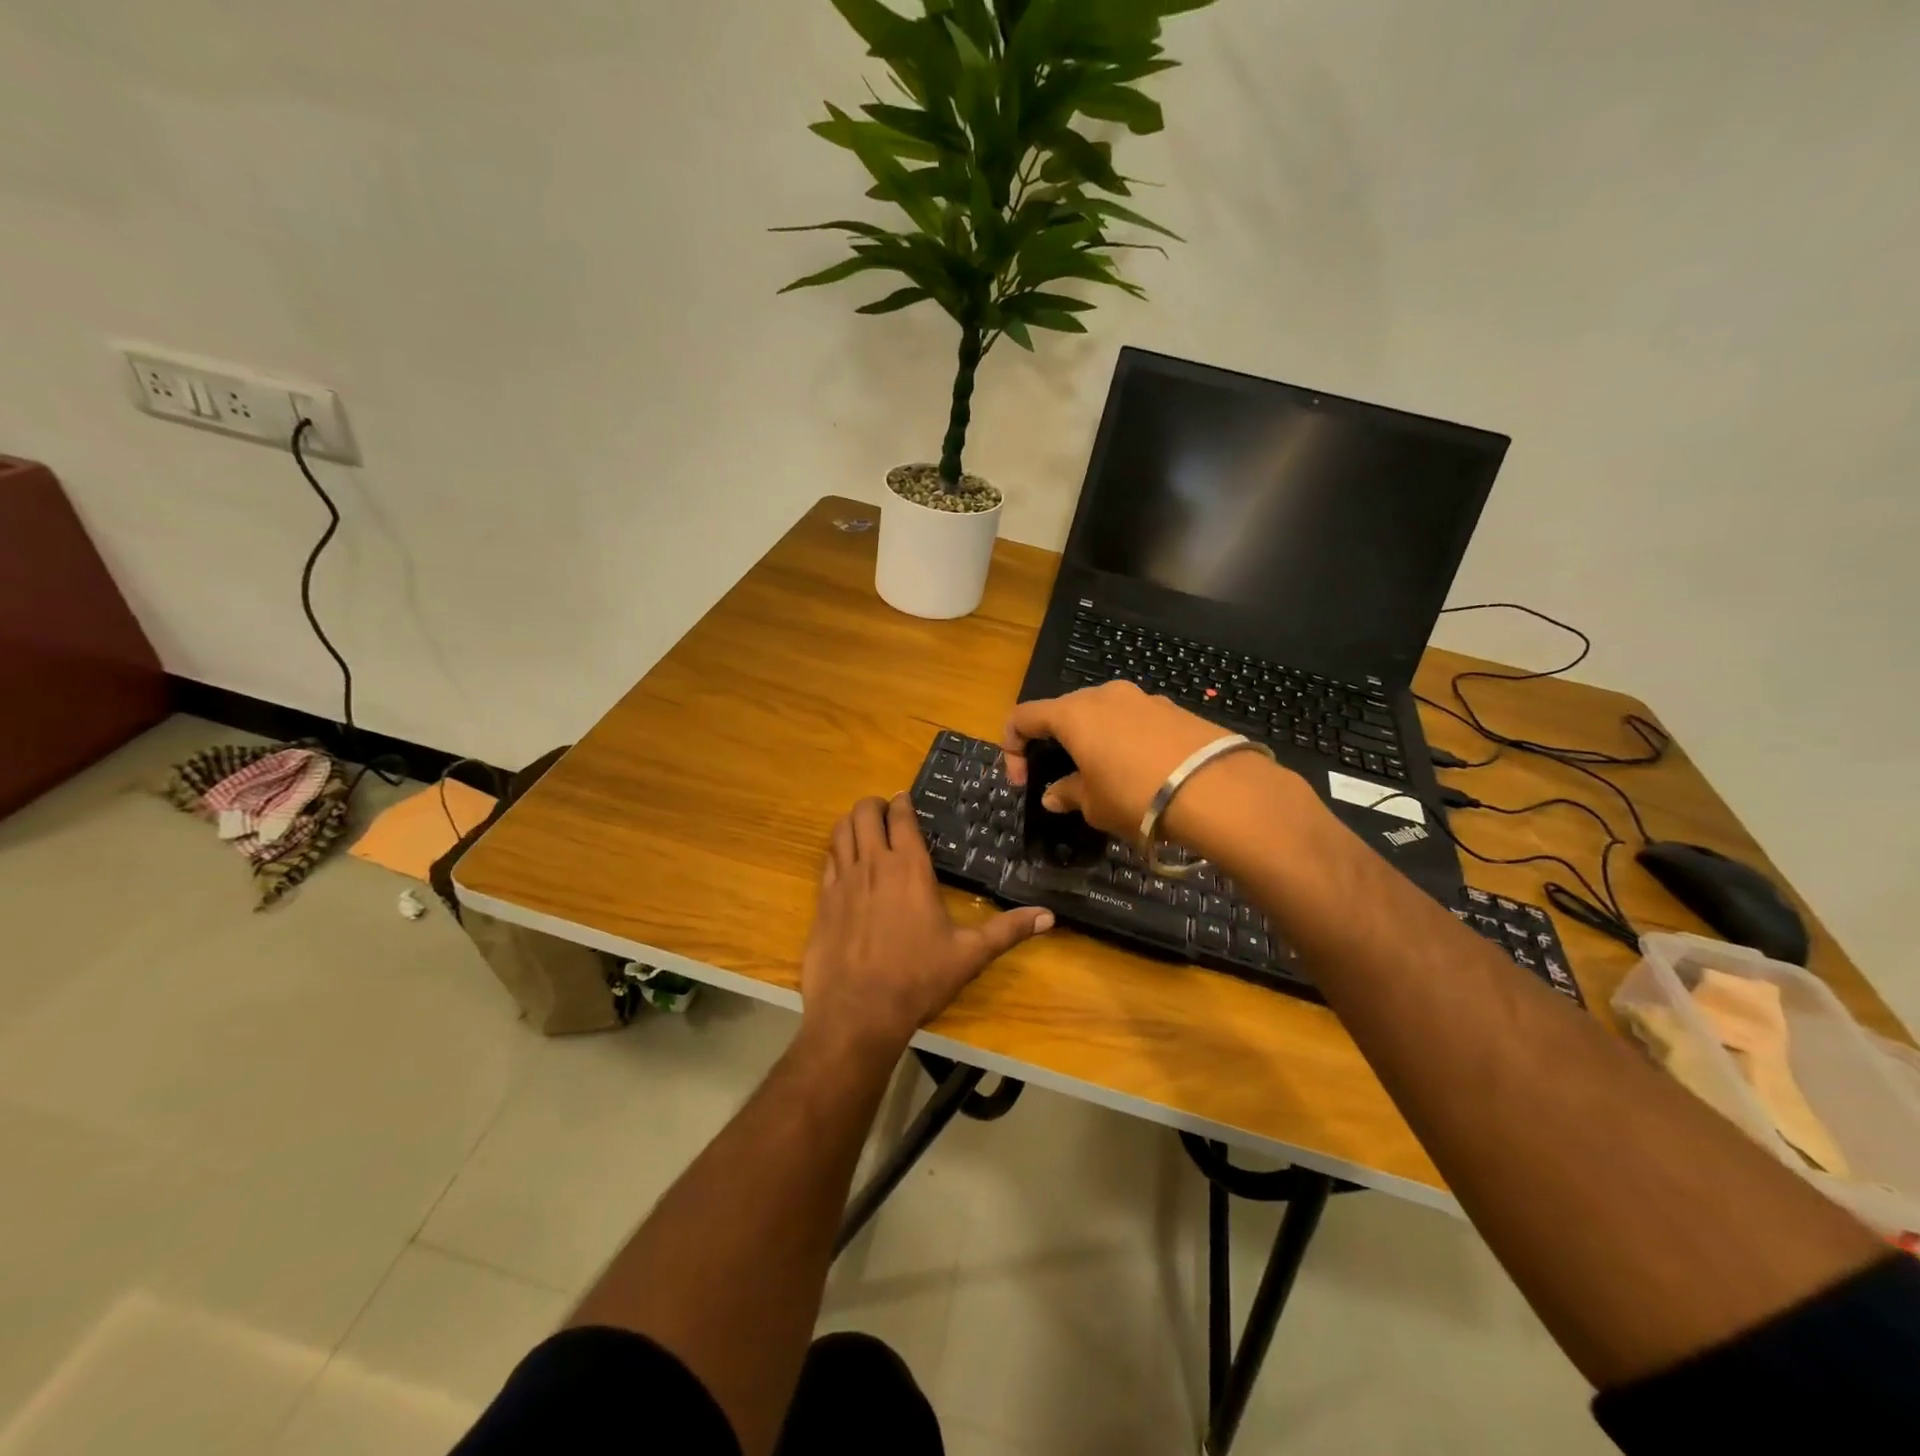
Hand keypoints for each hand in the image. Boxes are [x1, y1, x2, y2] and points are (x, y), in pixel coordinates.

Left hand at [801, 795, 1052, 1055]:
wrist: (858, 1012)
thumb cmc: (918, 978)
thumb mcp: (969, 954)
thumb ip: (1008, 930)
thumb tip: (1050, 916)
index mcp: (909, 867)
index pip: (901, 817)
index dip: (901, 803)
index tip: (905, 800)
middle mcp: (873, 864)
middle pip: (864, 813)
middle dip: (874, 806)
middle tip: (885, 813)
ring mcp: (842, 881)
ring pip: (840, 831)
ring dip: (852, 823)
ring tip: (862, 829)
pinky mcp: (822, 901)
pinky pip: (826, 861)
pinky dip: (835, 852)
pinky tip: (844, 863)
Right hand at [1001, 680, 1243, 840]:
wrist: (1218, 789)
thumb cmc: (1137, 796)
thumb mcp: (1094, 805)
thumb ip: (1068, 794)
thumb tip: (1054, 795)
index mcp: (1074, 714)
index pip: (1023, 716)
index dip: (1012, 748)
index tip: (1022, 782)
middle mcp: (1105, 695)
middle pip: (1064, 712)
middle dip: (1056, 743)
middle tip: (1064, 779)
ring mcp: (1143, 698)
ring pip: (1103, 715)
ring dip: (1094, 742)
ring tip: (1108, 778)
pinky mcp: (1174, 709)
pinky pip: (1136, 722)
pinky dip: (1127, 742)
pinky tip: (1144, 773)